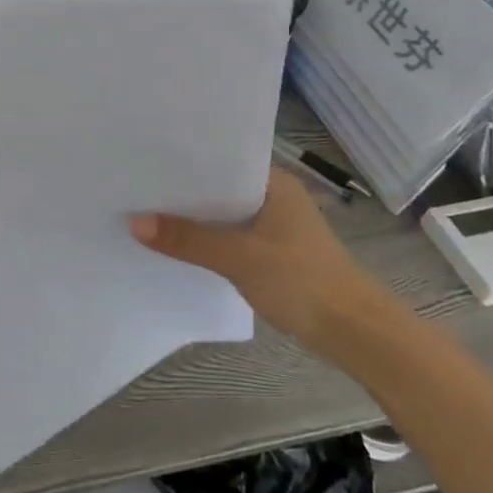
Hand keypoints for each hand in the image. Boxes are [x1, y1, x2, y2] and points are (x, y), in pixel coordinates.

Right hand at [130, 170, 386, 357]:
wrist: (358, 335)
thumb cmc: (303, 282)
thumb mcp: (239, 258)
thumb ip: (188, 240)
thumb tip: (134, 222)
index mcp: (273, 182)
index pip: (220, 158)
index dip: (183, 160)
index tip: (145, 158)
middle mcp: (274, 196)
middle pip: (218, 187)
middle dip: (182, 190)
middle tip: (136, 184)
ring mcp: (276, 225)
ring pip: (223, 214)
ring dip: (194, 218)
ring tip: (147, 211)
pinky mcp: (274, 252)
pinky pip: (231, 236)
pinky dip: (208, 238)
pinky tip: (180, 244)